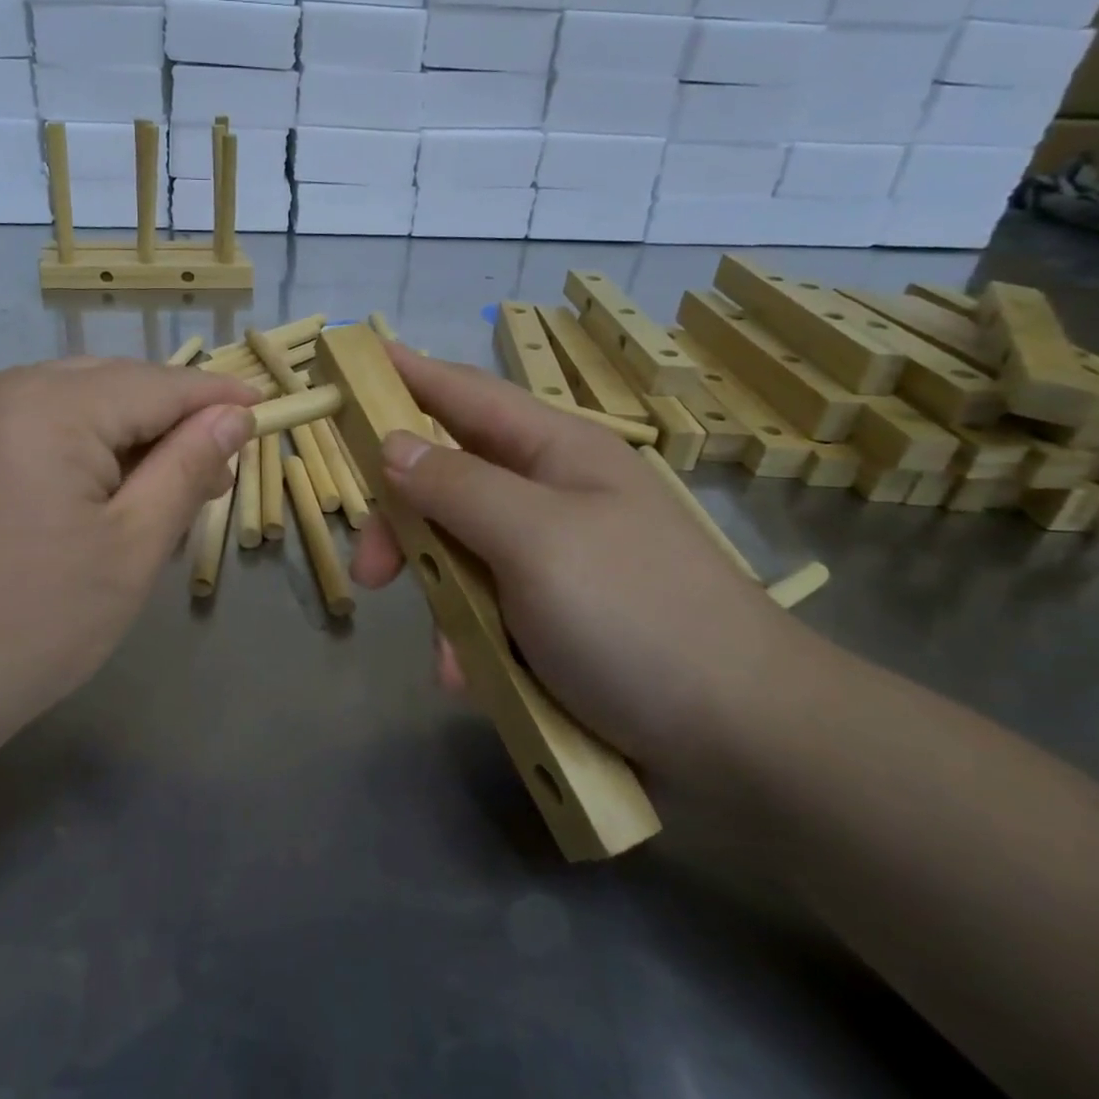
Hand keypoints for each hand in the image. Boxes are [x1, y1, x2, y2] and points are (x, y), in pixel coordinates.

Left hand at [0, 358, 255, 722]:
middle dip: (170, 420)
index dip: (216, 399)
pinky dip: (80, 449)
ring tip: (163, 493)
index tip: (264, 412)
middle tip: (216, 472)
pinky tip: (98, 497)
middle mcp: (1, 388)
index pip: (157, 384)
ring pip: (73, 404)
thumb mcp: (130, 549)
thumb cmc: (27, 625)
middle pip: (113, 384)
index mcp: (49, 404)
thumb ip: (186, 470)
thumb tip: (232, 418)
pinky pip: (34, 426)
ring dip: (126, 437)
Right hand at [350, 346, 807, 774]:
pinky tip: (474, 678)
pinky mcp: (555, 614)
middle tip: (372, 573)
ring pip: (460, 552)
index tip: (355, 360)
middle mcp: (551, 494)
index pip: (466, 395)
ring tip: (450, 661)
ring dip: (441, 600)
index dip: (409, 376)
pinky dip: (471, 640)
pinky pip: (486, 607)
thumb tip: (392, 445)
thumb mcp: (536, 540)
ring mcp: (554, 556)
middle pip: (448, 481)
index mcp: (556, 452)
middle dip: (404, 525)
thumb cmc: (636, 616)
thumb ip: (457, 487)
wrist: (743, 738)